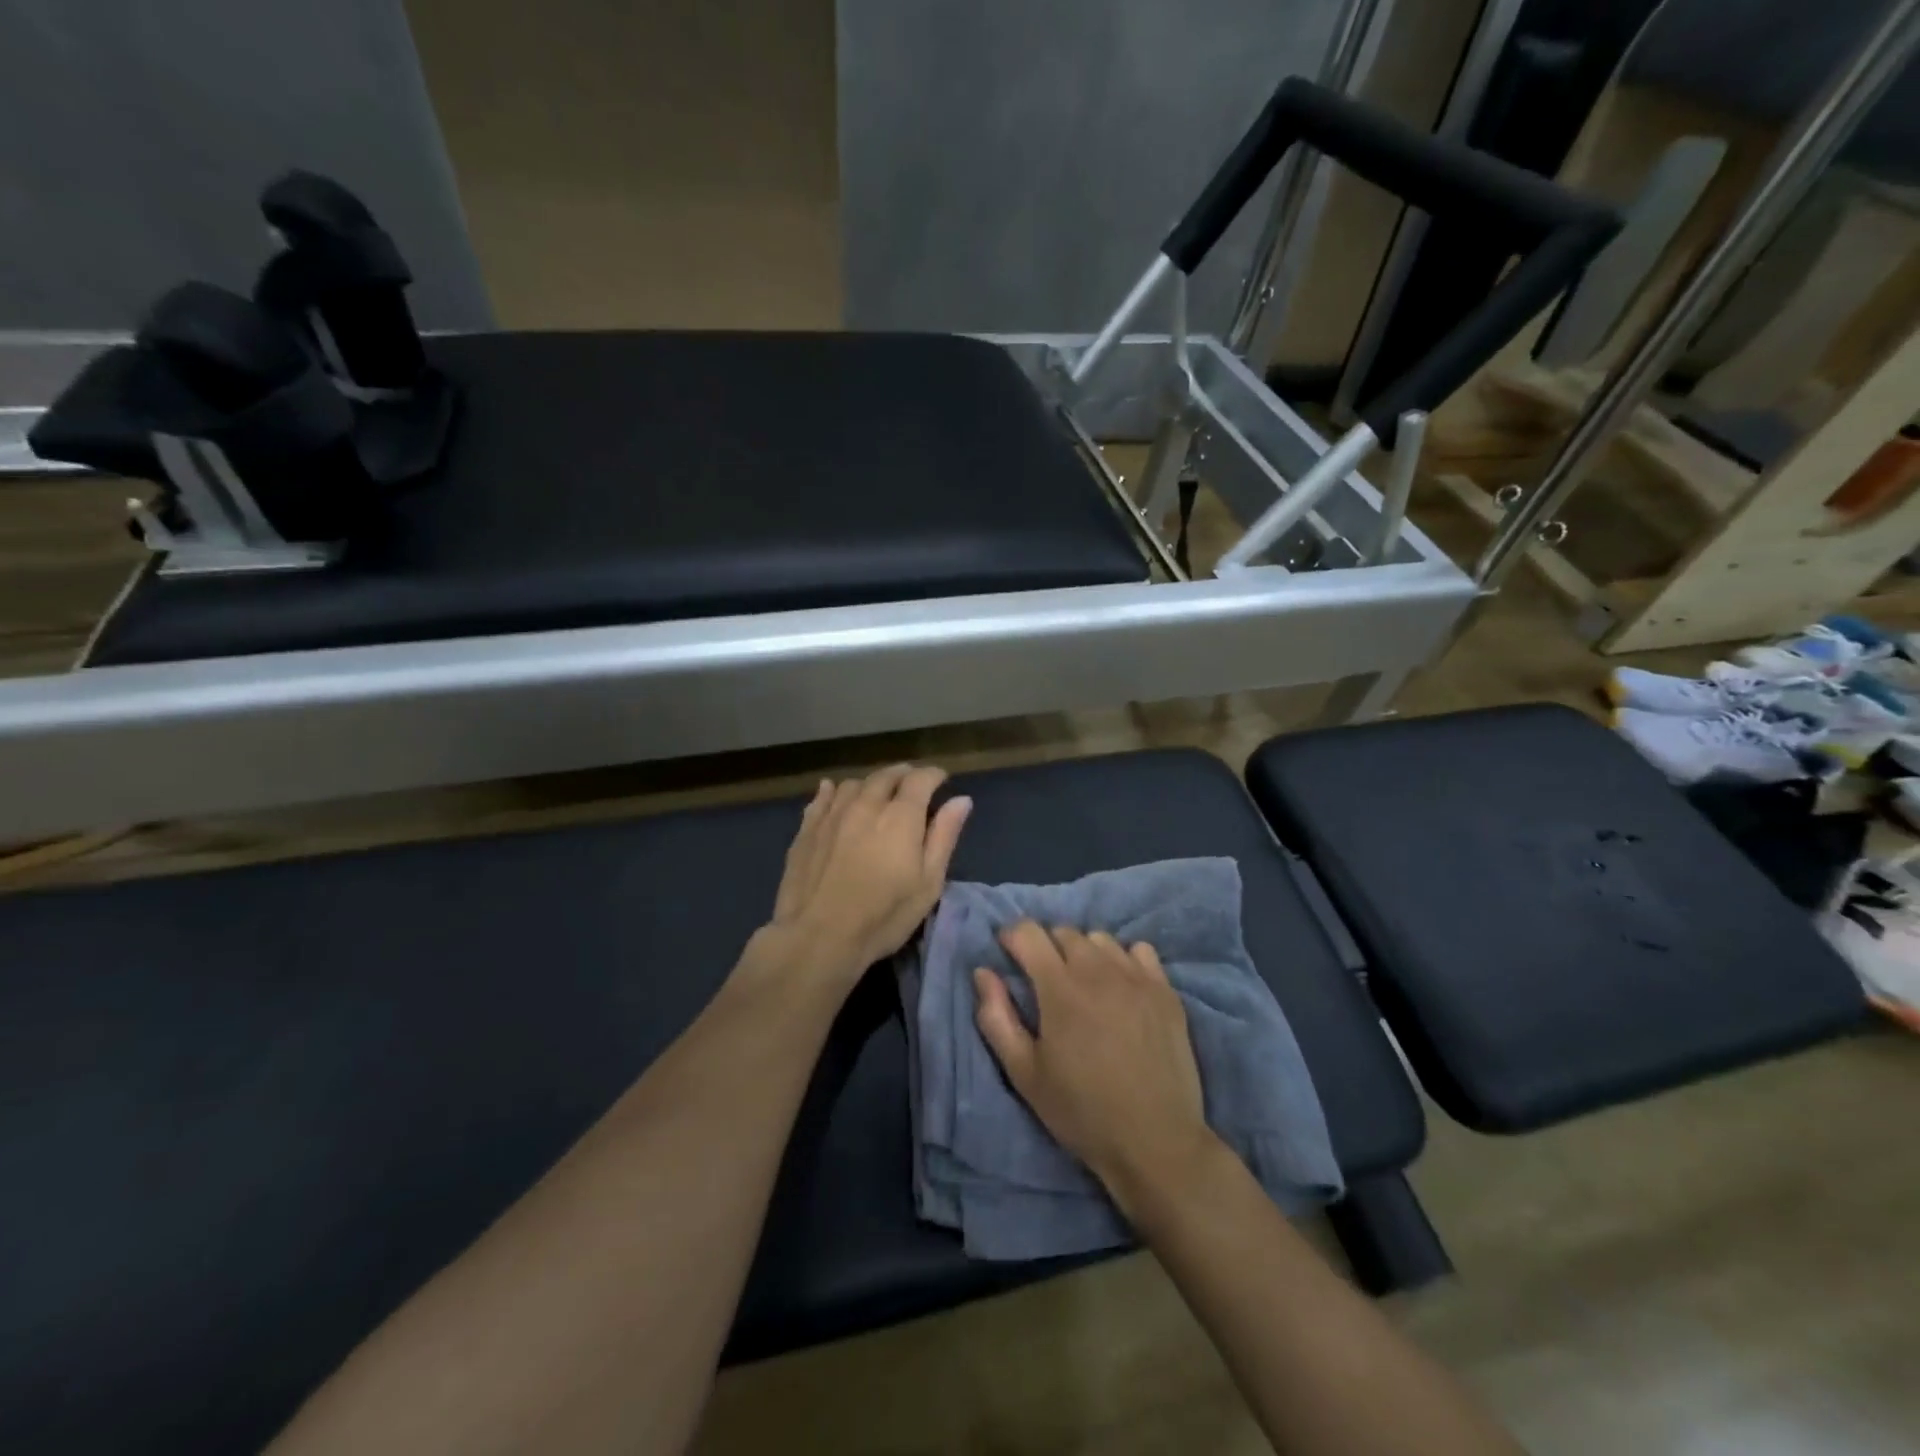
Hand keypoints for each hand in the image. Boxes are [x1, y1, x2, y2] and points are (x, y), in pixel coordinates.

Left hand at [763, 765, 971, 989]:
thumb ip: (944, 837)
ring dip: (871, 784)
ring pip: (854, 783)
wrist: (818, 937)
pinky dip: (834, 791)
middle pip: (886, 776)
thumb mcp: (928, 883)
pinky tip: (834, 793)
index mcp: (901, 816)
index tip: (941, 780)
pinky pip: (822, 797)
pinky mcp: (807, 829)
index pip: (920, 779)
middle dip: (903, 775)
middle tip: (912, 783)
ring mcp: (832, 814)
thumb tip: (961, 800)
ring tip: (877, 793)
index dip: (933, 775)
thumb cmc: (883, 916)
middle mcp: (866, 804)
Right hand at [974, 924, 1213, 1213]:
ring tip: (1084, 985)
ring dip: (1084, 952)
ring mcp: (1137, 977)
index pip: (1028, 932)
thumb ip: (996, 1018)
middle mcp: (1098, 970)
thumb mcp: (1024, 1074)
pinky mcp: (1166, 990)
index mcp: (1059, 987)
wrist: (1155, 1142)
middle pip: (1064, 932)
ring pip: (1100, 939)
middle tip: (1045, 982)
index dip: (1012, 939)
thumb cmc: (1081, 1111)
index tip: (1009, 957)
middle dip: (1047, 947)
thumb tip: (982, 972)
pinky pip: (1140, 951)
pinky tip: (1121, 988)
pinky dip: (1124, 959)